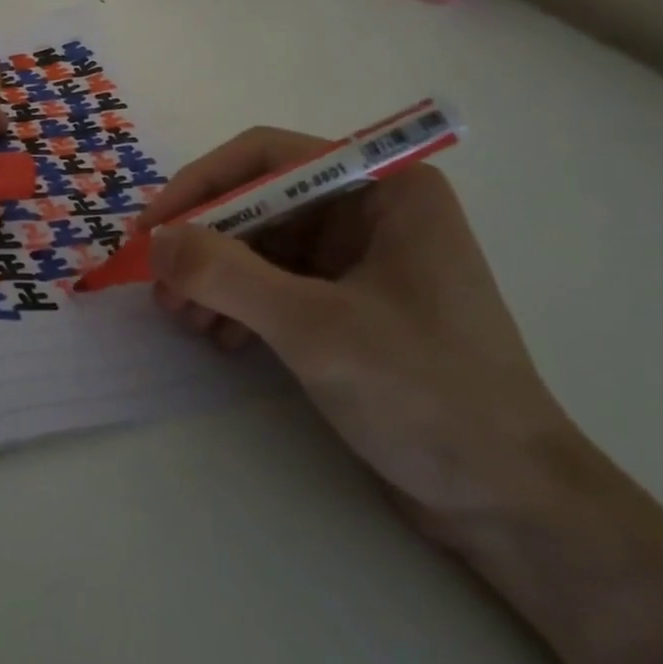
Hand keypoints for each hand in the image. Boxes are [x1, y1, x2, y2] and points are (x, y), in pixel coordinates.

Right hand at [144, 128, 580, 542]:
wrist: (510, 505)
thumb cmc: (426, 395)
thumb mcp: (314, 328)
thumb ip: (226, 274)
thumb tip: (156, 240)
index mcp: (383, 187)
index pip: (269, 158)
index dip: (201, 185)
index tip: (152, 229)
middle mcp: (371, 209)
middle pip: (260, 201)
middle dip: (206, 243)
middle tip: (161, 287)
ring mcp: (362, 257)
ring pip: (262, 243)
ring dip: (216, 276)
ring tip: (185, 320)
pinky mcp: (351, 301)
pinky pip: (277, 281)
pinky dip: (240, 303)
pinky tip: (219, 338)